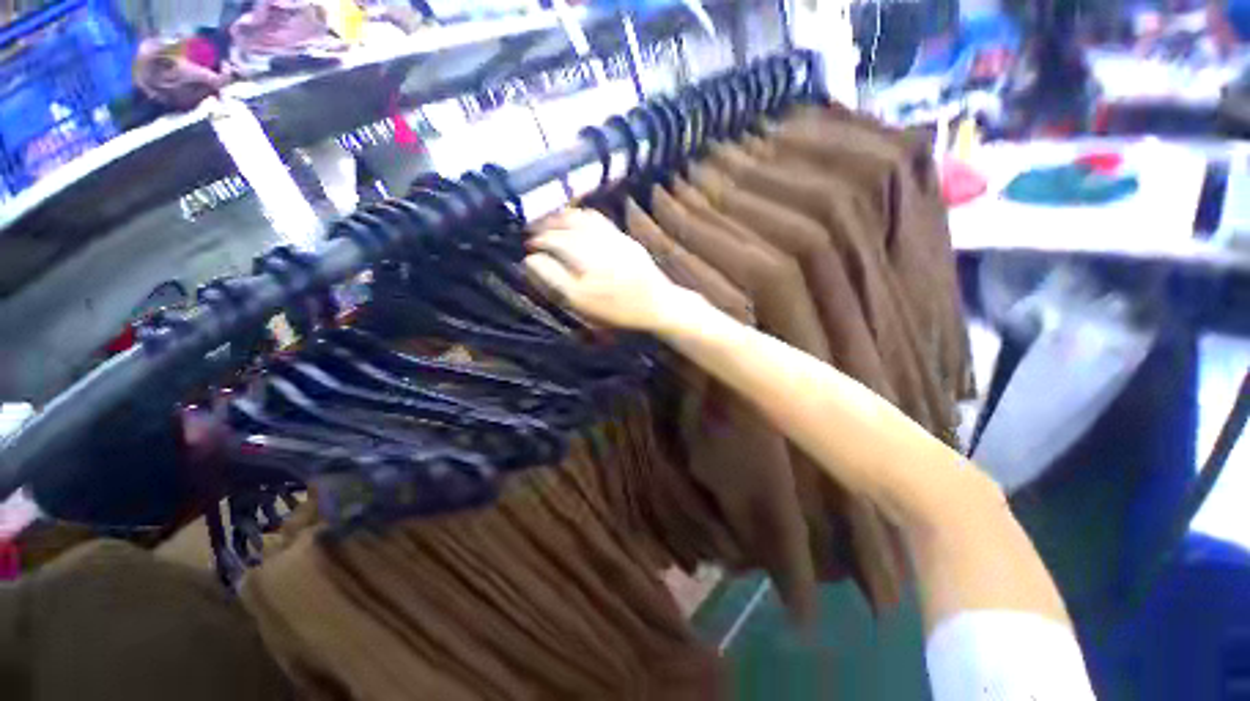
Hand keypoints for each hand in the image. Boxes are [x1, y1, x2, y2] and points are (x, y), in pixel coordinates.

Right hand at [525, 209, 688, 331]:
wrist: (657, 304)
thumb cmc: (617, 309)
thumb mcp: (581, 302)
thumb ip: (554, 278)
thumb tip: (530, 259)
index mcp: (585, 259)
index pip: (553, 241)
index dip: (537, 241)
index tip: (527, 246)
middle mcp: (598, 242)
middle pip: (566, 226)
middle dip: (546, 226)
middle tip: (533, 232)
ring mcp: (613, 237)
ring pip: (581, 219)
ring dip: (562, 218)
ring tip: (550, 222)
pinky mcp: (625, 238)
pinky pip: (599, 220)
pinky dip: (582, 217)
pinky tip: (576, 220)